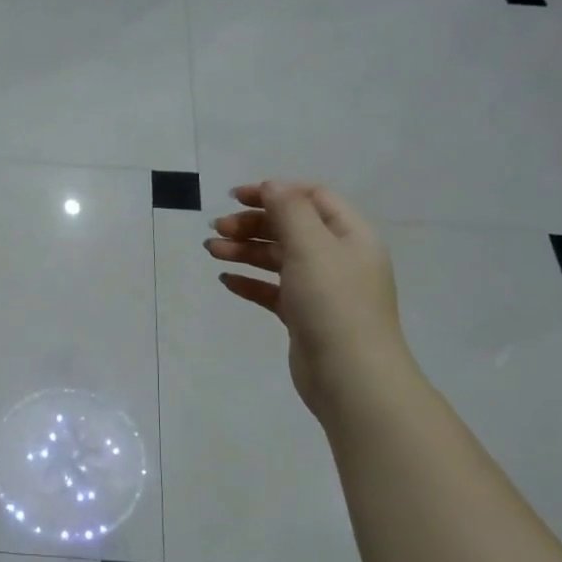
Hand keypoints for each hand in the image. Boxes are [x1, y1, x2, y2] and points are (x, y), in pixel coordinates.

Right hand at [205, 181, 407, 417]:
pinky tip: (226, 280)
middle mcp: (338, 257)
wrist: (350, 376)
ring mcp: (321, 289)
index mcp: (350, 235)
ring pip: (278, 259)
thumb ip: (290, 210)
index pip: (312, 198)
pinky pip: (273, 291)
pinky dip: (250, 282)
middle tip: (217, 229)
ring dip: (245, 250)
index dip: (274, 192)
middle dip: (252, 223)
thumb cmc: (333, 303)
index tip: (235, 197)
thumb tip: (272, 185)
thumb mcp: (312, 246)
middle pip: (290, 227)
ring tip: (211, 251)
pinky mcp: (304, 316)